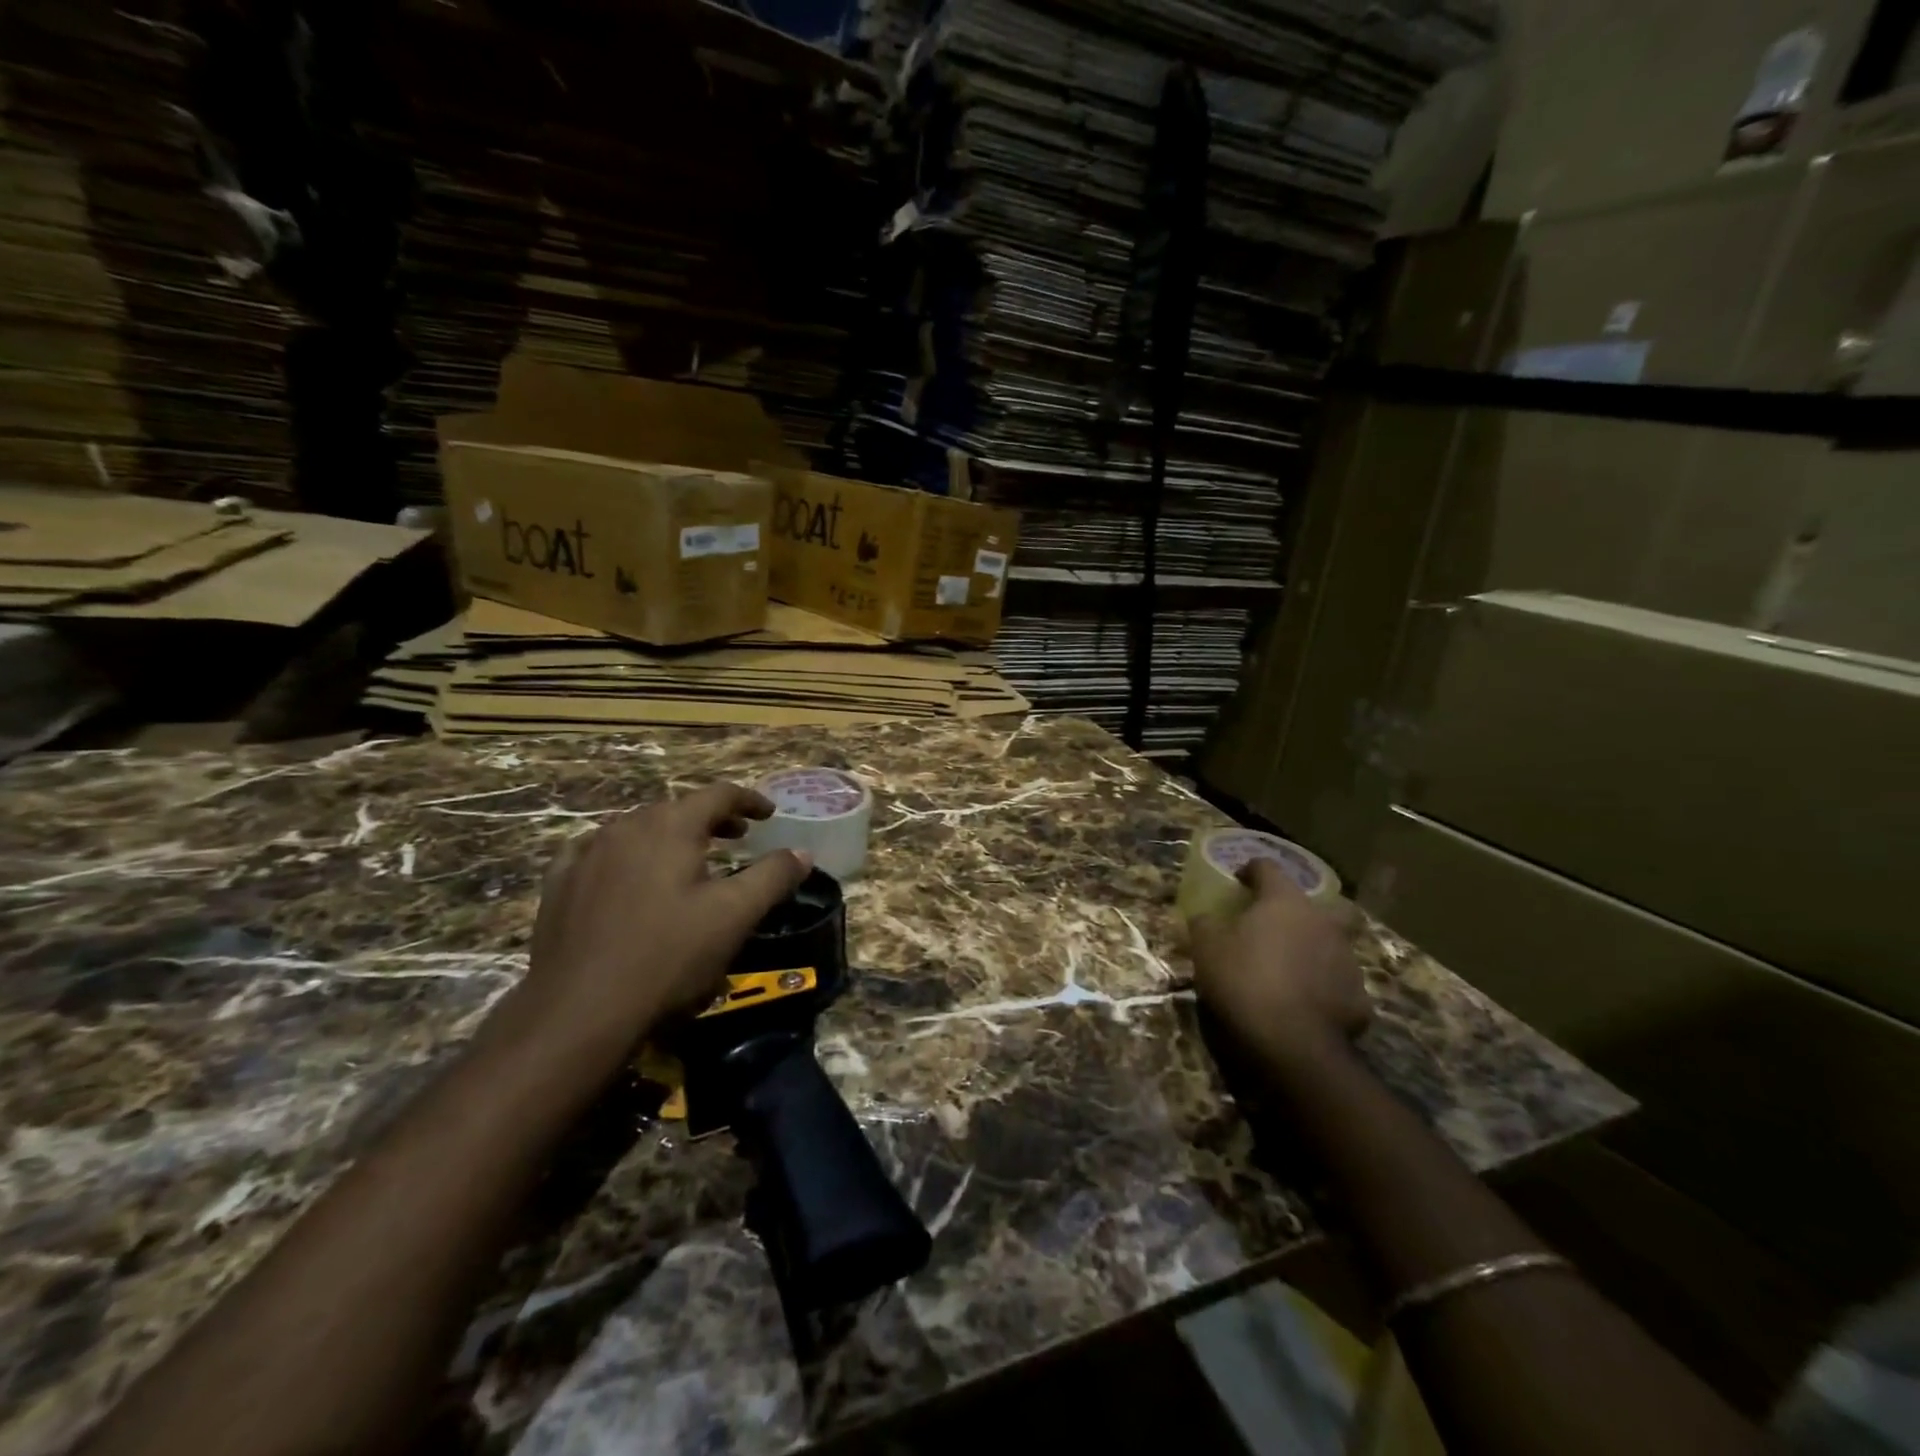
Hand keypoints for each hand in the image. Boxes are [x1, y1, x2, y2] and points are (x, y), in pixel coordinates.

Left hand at [509, 783, 811, 1056]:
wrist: (578, 1010)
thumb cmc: (668, 956)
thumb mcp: (734, 916)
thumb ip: (772, 877)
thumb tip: (802, 853)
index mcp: (671, 826)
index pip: (718, 795)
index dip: (749, 800)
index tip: (769, 814)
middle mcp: (626, 827)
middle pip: (677, 808)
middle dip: (711, 819)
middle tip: (736, 838)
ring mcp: (586, 853)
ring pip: (637, 828)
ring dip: (669, 836)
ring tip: (688, 859)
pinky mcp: (560, 883)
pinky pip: (597, 852)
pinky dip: (624, 854)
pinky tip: (625, 874)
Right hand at [1190, 859, 1369, 1062]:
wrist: (1293, 1043)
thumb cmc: (1244, 980)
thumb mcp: (1206, 947)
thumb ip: (1205, 924)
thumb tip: (1206, 917)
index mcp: (1285, 902)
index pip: (1269, 868)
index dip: (1251, 870)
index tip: (1238, 880)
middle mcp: (1322, 922)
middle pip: (1321, 903)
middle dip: (1303, 909)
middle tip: (1279, 923)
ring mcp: (1347, 960)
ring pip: (1333, 943)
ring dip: (1314, 948)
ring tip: (1290, 968)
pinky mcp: (1359, 997)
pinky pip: (1338, 982)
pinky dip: (1323, 986)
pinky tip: (1305, 1002)